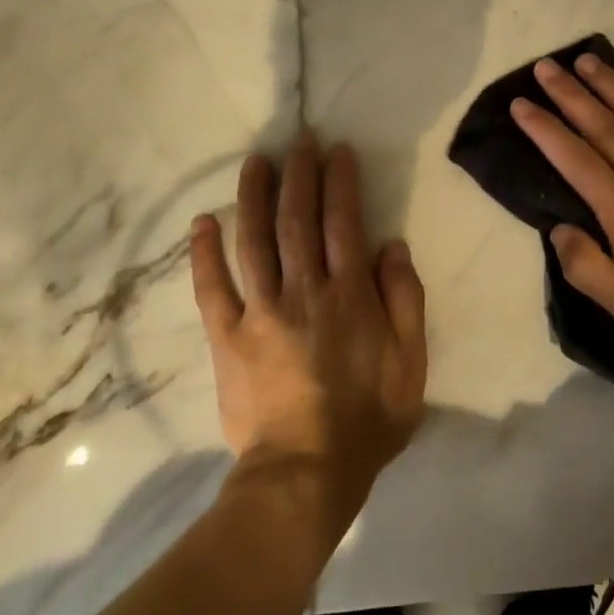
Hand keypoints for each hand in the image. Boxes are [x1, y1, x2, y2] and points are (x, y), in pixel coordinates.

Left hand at [190, 137, 426, 529]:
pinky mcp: (227, 337)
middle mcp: (303, 291)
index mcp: (350, 295)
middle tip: (298, 141)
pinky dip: (204, 254)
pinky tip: (202, 222)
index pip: (343, 223)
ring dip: (253, 196)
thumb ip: (405, 300)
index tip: (336, 151)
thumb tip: (391, 246)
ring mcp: (260, 312)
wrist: (305, 473)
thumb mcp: (411, 363)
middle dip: (299, 175)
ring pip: (254, 241)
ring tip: (255, 162)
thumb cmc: (368, 420)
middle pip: (297, 220)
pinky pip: (211, 289)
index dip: (339, 182)